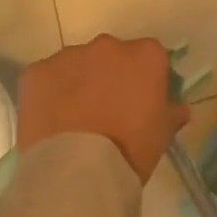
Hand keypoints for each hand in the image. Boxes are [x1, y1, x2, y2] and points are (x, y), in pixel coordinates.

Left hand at [16, 35, 189, 181]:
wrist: (77, 171)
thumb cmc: (131, 149)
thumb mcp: (163, 134)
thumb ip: (173, 113)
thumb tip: (180, 108)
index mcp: (145, 55)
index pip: (151, 56)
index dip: (146, 78)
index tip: (141, 100)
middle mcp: (108, 45)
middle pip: (112, 55)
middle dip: (110, 75)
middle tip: (107, 109)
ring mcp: (69, 56)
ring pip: (77, 64)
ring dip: (79, 82)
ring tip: (75, 118)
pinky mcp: (36, 71)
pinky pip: (47, 77)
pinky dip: (49, 93)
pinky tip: (52, 120)